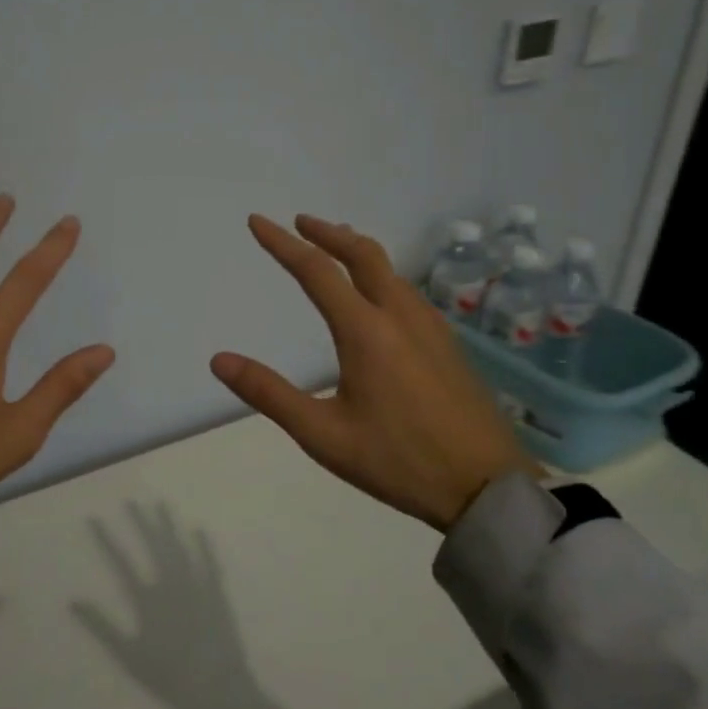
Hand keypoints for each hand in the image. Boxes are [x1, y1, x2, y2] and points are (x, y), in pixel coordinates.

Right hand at [210, 214, 544, 530]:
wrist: (488, 487)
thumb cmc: (399, 461)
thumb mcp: (323, 435)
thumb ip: (269, 394)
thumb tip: (219, 360)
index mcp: (365, 330)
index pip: (316, 271)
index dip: (282, 243)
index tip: (258, 221)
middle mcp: (400, 315)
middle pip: (362, 254)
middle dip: (328, 232)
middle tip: (300, 222)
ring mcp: (431, 327)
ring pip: (390, 270)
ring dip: (357, 250)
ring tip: (336, 248)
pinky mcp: (449, 345)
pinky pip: (407, 291)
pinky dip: (381, 274)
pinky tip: (379, 297)